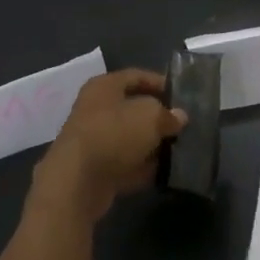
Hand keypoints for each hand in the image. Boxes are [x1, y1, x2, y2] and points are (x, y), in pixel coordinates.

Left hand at [29, 69, 185, 223]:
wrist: (77, 182)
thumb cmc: (114, 134)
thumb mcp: (150, 116)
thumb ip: (167, 115)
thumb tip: (179, 117)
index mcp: (105, 86)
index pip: (137, 76)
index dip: (160, 83)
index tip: (182, 96)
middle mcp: (96, 109)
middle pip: (133, 108)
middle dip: (157, 117)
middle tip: (182, 126)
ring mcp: (94, 140)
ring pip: (130, 138)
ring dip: (151, 145)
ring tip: (177, 149)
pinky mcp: (95, 169)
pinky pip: (124, 163)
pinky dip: (141, 168)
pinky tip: (162, 173)